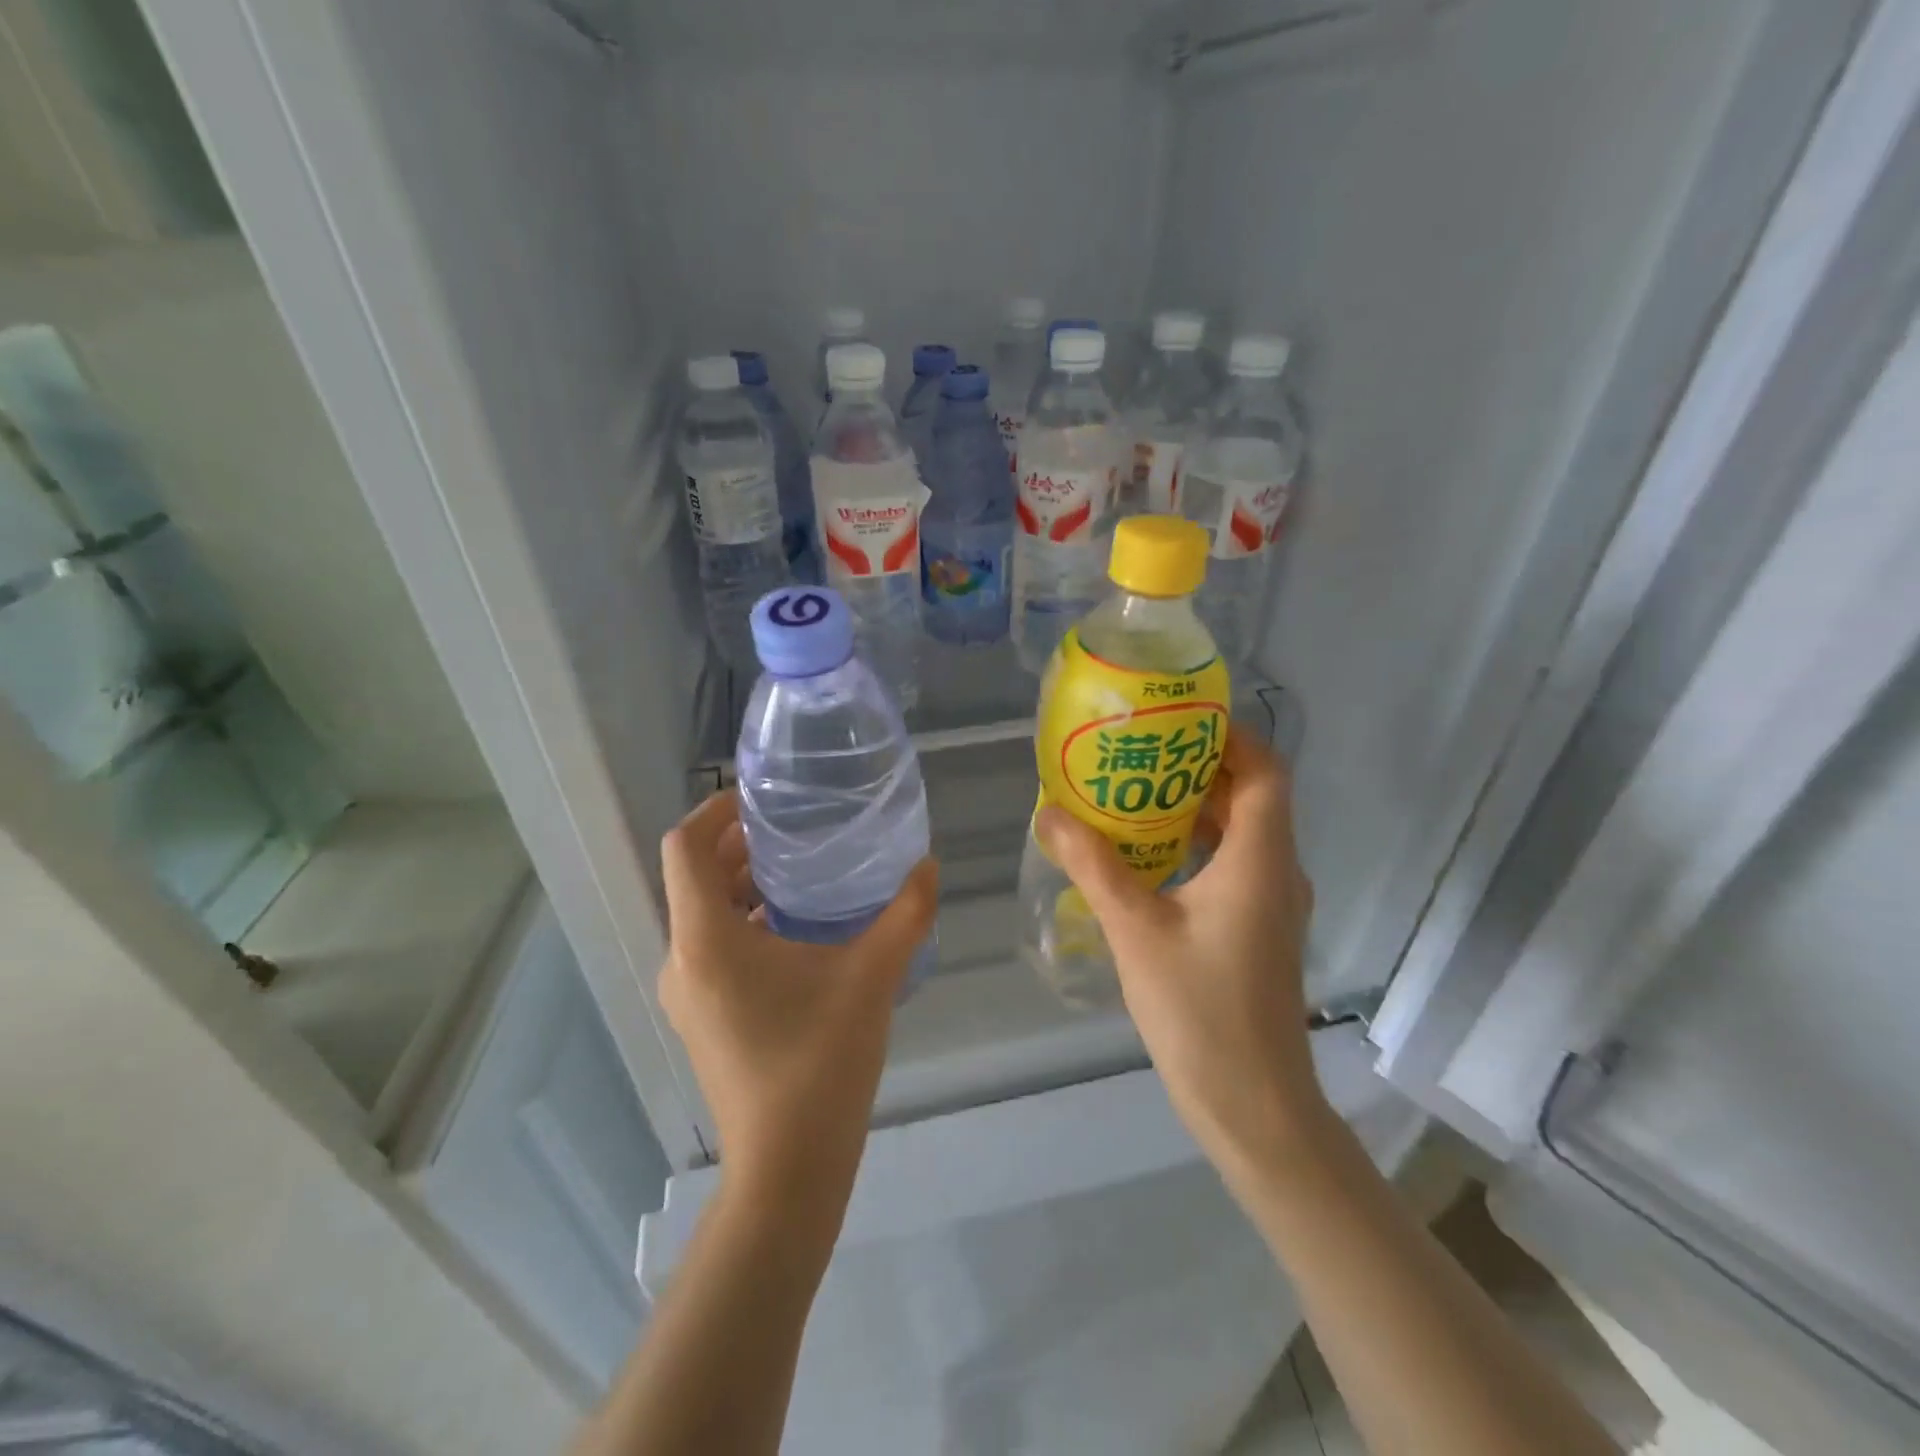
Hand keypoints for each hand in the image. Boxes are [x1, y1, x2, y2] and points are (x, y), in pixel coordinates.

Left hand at [659, 792, 937, 1228]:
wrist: (787, 1169)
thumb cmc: (820, 1062)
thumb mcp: (872, 977)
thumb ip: (906, 914)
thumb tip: (929, 865)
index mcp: (706, 939)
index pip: (684, 847)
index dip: (715, 809)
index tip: (762, 798)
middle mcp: (683, 959)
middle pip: (695, 877)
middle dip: (739, 845)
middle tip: (796, 827)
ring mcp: (688, 993)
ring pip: (704, 914)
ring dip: (744, 885)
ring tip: (803, 872)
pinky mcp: (703, 1017)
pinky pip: (714, 947)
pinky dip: (746, 922)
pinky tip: (800, 931)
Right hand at [1035, 731, 1324, 1174]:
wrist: (1252, 1105)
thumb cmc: (1200, 1010)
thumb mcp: (1135, 930)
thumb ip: (1093, 866)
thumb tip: (1049, 813)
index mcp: (1261, 860)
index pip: (1265, 772)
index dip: (1230, 737)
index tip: (1177, 721)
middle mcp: (1277, 873)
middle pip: (1251, 797)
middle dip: (1198, 768)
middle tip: (1138, 752)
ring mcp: (1271, 905)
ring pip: (1241, 834)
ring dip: (1195, 809)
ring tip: (1133, 794)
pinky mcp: (1257, 931)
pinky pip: (1232, 867)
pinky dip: (1196, 847)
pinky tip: (1147, 857)